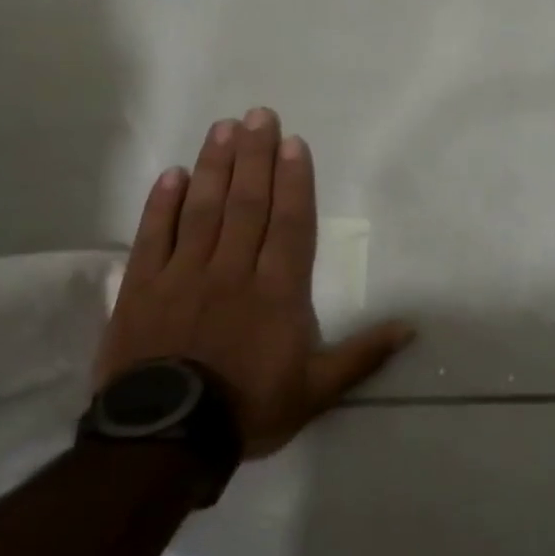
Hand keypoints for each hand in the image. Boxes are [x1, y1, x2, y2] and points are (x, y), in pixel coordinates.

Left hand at [96, 108, 413, 457]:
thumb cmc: (249, 408)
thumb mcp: (317, 390)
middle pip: (248, 203)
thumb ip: (363, 355)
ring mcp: (184, 275)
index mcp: (278, 291)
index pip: (290, 223)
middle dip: (255, 156)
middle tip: (259, 115)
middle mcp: (233, 270)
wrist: (165, 440)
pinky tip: (172, 174)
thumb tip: (411, 326)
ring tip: (223, 128)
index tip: (294, 143)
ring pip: (203, 209)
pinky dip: (162, 204)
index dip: (294, 180)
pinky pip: (153, 237)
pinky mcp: (143, 288)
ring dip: (215, 166)